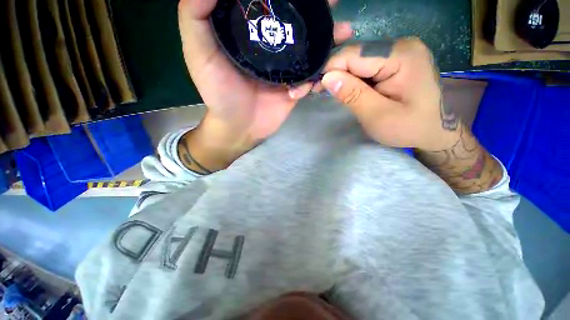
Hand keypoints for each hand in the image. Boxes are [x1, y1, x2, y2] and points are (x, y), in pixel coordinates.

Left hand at [178, 0, 352, 154]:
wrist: (239, 127)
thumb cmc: (219, 93)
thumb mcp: (199, 52)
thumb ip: (196, 15)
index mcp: (250, 31)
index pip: (269, 2)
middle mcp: (271, 45)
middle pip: (296, 22)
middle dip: (317, 12)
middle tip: (333, 3)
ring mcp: (285, 67)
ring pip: (310, 47)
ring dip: (327, 40)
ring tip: (342, 33)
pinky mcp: (294, 86)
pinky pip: (311, 76)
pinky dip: (317, 77)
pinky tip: (316, 83)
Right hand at [317, 38, 460, 151]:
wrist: (435, 131)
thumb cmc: (410, 128)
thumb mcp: (378, 116)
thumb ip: (352, 96)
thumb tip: (326, 78)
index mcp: (402, 55)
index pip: (355, 54)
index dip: (332, 70)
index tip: (316, 87)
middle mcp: (401, 45)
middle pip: (356, 55)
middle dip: (336, 74)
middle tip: (321, 92)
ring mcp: (399, 51)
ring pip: (359, 61)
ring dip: (344, 78)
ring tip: (335, 94)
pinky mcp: (395, 61)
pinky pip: (366, 66)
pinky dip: (353, 79)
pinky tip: (348, 91)